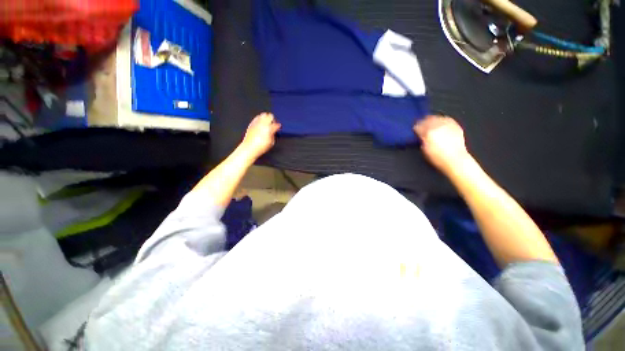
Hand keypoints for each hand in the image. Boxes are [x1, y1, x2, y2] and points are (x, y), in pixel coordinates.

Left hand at [241, 112, 280, 158]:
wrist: (250, 147)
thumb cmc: (261, 146)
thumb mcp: (271, 142)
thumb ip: (273, 135)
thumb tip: (273, 132)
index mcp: (269, 128)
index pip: (276, 124)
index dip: (278, 126)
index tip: (278, 128)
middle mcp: (263, 124)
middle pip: (270, 116)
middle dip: (272, 120)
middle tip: (273, 124)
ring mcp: (257, 123)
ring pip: (263, 115)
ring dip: (266, 118)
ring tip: (266, 123)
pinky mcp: (252, 123)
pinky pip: (257, 118)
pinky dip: (260, 119)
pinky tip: (260, 124)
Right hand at [414, 115, 469, 172]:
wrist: (455, 160)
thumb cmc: (438, 158)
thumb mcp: (424, 149)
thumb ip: (421, 139)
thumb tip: (420, 135)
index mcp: (428, 133)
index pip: (418, 126)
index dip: (416, 127)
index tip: (415, 128)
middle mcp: (437, 127)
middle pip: (428, 120)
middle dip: (423, 122)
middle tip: (421, 124)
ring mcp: (447, 126)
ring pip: (437, 118)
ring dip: (432, 119)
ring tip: (430, 121)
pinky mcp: (455, 126)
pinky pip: (447, 119)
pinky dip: (443, 119)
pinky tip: (441, 122)